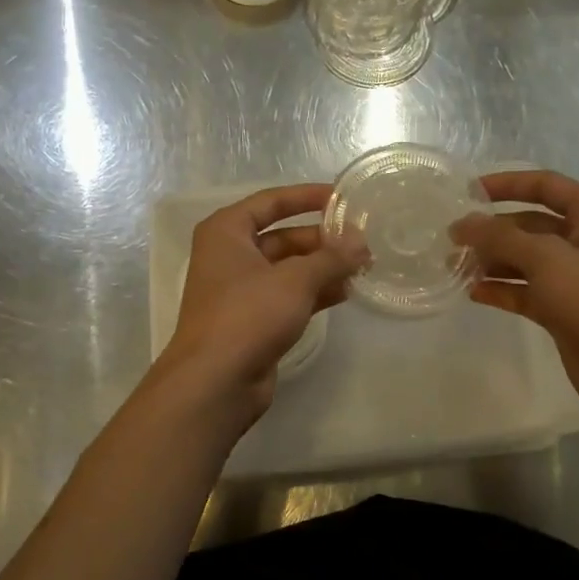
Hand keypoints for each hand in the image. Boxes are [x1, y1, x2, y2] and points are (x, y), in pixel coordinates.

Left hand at [156, 183, 365, 422]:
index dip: (307, 197)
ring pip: (288, 269)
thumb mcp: (295, 279)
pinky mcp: (253, 320)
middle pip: (282, 236)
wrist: (215, 382)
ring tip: (362, 266)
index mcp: (227, 232)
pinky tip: (346, 292)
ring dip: (323, 267)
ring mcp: (240, 290)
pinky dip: (314, 292)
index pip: (271, 202)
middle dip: (322, 240)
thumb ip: (331, 257)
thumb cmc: (248, 315)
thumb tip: (360, 241)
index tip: (342, 197)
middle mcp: (230, 255)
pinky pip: (288, 295)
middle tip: (362, 241)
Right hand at [452, 171, 578, 421]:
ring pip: (524, 259)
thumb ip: (500, 238)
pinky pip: (525, 290)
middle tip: (451, 239)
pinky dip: (501, 289)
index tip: (467, 192)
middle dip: (492, 230)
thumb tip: (463, 223)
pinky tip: (472, 291)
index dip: (506, 184)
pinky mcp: (563, 308)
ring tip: (455, 266)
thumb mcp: (546, 259)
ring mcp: (574, 276)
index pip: (544, 185)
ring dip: (492, 261)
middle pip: (529, 224)